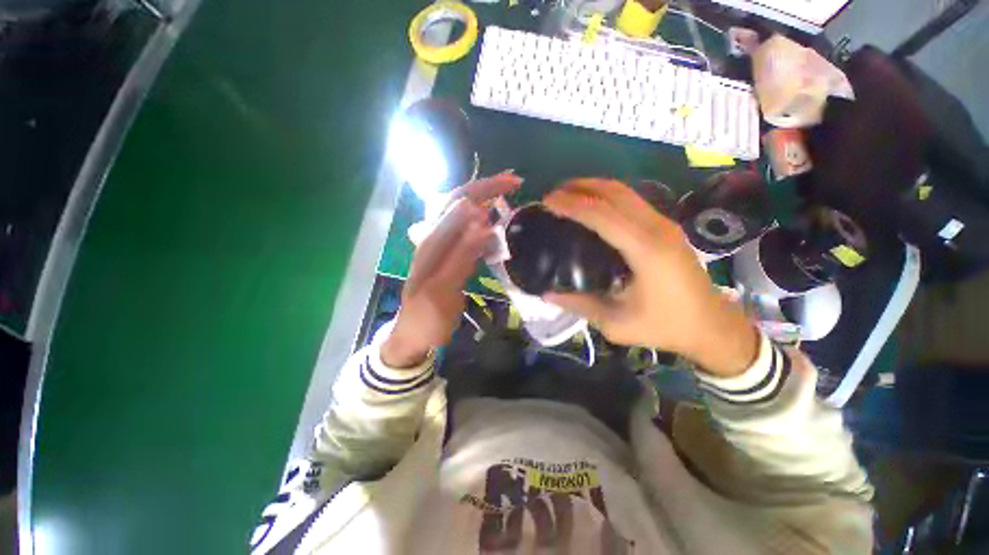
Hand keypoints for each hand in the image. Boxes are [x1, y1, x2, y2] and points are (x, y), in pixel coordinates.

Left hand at [381, 173, 521, 367]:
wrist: (415, 333)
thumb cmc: (427, 316)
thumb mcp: (442, 289)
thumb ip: (460, 255)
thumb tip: (481, 220)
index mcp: (433, 241)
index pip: (459, 203)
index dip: (486, 190)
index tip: (515, 184)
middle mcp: (435, 237)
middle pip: (461, 203)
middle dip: (487, 189)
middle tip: (515, 182)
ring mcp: (443, 246)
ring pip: (466, 216)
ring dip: (487, 203)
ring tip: (509, 197)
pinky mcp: (451, 257)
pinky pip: (470, 234)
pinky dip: (485, 225)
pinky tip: (497, 226)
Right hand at [543, 179, 758, 377]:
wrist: (712, 326)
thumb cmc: (665, 326)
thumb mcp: (616, 323)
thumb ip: (579, 305)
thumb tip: (546, 294)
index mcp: (645, 250)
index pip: (602, 214)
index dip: (572, 204)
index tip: (547, 201)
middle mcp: (657, 228)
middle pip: (614, 193)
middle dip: (580, 187)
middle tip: (553, 194)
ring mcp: (664, 224)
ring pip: (625, 192)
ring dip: (593, 188)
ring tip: (567, 194)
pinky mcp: (666, 227)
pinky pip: (632, 201)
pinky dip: (606, 197)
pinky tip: (592, 207)